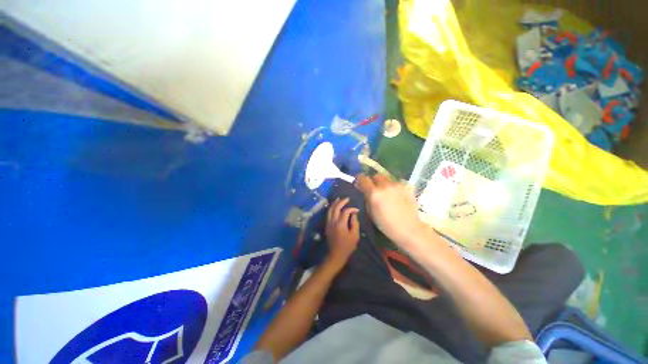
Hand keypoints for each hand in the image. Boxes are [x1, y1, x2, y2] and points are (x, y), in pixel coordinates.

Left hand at [325, 198, 359, 265]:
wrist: (336, 254)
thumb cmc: (347, 246)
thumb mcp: (355, 235)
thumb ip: (355, 223)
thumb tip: (354, 214)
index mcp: (340, 224)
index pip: (345, 211)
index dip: (351, 209)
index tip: (357, 210)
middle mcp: (333, 221)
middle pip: (336, 208)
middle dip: (341, 202)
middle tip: (347, 199)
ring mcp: (328, 223)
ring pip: (330, 210)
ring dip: (335, 203)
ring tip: (339, 199)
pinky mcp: (327, 225)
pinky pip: (328, 214)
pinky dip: (331, 208)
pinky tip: (335, 207)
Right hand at [355, 174, 430, 246]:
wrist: (409, 228)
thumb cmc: (386, 224)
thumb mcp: (370, 212)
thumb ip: (366, 197)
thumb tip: (363, 189)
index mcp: (374, 193)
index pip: (363, 178)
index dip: (360, 179)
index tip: (360, 182)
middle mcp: (385, 185)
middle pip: (376, 175)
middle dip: (374, 181)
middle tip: (375, 189)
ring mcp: (398, 185)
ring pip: (387, 178)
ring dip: (385, 184)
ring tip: (388, 193)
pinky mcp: (407, 186)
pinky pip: (397, 183)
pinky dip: (395, 188)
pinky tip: (398, 196)